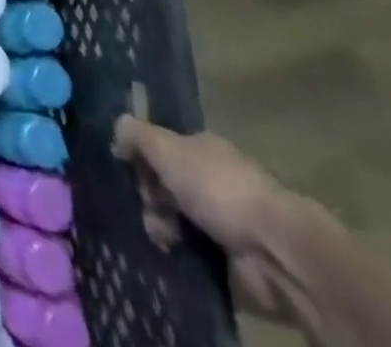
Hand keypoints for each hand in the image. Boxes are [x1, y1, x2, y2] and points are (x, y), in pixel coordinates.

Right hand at [112, 116, 296, 321]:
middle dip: (150, 196)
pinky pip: (193, 254)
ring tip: (163, 237)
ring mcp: (224, 222)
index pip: (162, 147)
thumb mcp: (166, 148)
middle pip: (166, 184)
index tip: (129, 171)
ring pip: (176, 220)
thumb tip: (116, 129)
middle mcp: (213, 180)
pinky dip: (180, 255)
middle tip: (149, 207)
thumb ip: (136, 134)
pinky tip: (174, 255)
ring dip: (162, 227)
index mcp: (202, 149)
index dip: (143, 158)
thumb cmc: (217, 188)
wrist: (274, 251)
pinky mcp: (230, 261)